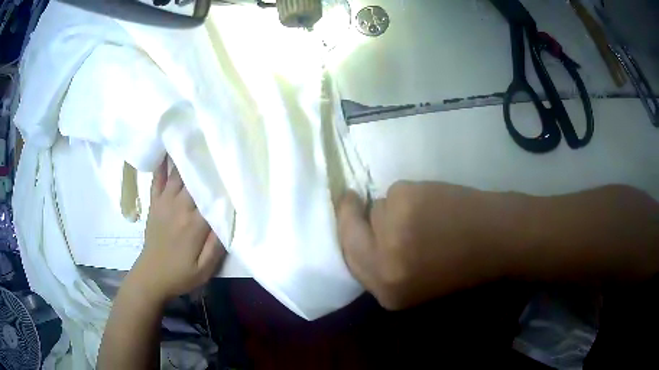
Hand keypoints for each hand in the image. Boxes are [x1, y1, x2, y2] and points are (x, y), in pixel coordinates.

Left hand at [129, 158, 225, 304]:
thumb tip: (228, 218)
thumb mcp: (205, 269)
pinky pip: (157, 179)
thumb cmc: (180, 274)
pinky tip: (168, 148)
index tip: (233, 165)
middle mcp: (179, 207)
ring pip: (178, 174)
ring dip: (187, 157)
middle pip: (195, 179)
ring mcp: (164, 202)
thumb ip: (217, 245)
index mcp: (194, 224)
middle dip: (206, 162)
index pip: (211, 195)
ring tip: (197, 139)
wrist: (151, 276)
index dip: (222, 179)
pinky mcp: (154, 203)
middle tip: (218, 145)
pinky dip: (162, 164)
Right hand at [337, 181, 516, 309]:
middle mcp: (383, 265)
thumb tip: (360, 234)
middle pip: (349, 232)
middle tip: (354, 199)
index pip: (349, 259)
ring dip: (395, 208)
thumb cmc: (462, 264)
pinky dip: (412, 194)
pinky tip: (435, 203)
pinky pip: (396, 191)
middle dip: (351, 214)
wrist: (498, 239)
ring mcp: (392, 231)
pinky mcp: (406, 200)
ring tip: (425, 215)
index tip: (348, 216)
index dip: (347, 235)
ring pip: (377, 208)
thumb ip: (383, 266)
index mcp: (387, 292)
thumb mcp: (415, 282)